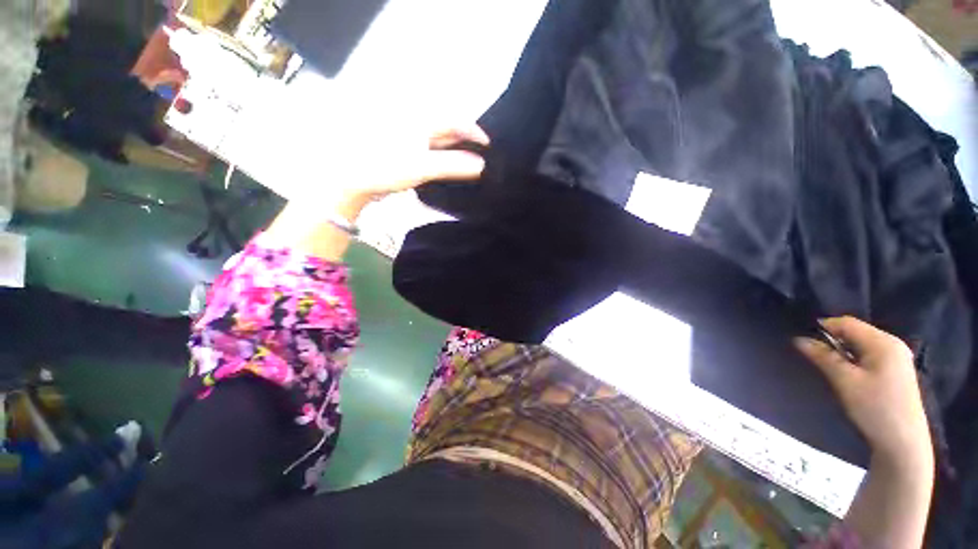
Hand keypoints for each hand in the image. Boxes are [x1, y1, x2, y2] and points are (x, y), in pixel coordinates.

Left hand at [329, 124, 489, 220]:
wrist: (351, 179)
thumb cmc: (385, 168)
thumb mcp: (422, 166)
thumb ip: (452, 165)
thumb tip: (480, 165)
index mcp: (419, 122)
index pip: (453, 121)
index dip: (473, 131)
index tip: (487, 145)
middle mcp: (414, 126)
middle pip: (446, 129)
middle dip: (465, 141)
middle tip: (481, 155)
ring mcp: (407, 139)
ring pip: (437, 141)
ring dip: (455, 150)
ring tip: (468, 162)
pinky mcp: (402, 153)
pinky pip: (428, 152)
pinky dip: (441, 158)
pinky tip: (446, 168)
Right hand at [795, 317, 931, 464]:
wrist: (903, 443)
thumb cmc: (874, 408)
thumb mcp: (845, 381)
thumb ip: (823, 357)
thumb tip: (799, 339)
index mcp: (883, 342)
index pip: (847, 323)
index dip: (823, 327)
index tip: (804, 340)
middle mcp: (893, 344)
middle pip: (855, 332)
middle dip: (833, 340)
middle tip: (814, 355)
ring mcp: (897, 358)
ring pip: (861, 344)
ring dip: (843, 351)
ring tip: (829, 365)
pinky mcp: (896, 371)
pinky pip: (869, 355)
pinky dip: (854, 359)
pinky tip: (848, 373)